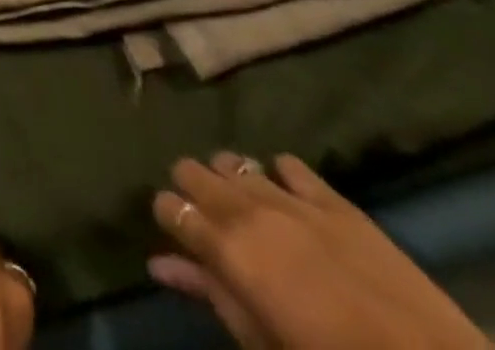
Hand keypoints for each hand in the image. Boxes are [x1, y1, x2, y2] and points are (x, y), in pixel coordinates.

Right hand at [151, 152, 491, 349]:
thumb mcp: (264, 345)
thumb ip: (211, 296)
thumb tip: (159, 264)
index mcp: (227, 248)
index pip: (169, 206)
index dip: (167, 217)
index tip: (176, 234)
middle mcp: (247, 209)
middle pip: (191, 170)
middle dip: (191, 190)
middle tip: (207, 221)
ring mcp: (293, 199)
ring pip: (234, 161)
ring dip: (231, 181)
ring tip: (246, 209)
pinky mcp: (334, 201)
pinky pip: (290, 165)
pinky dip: (281, 176)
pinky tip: (290, 198)